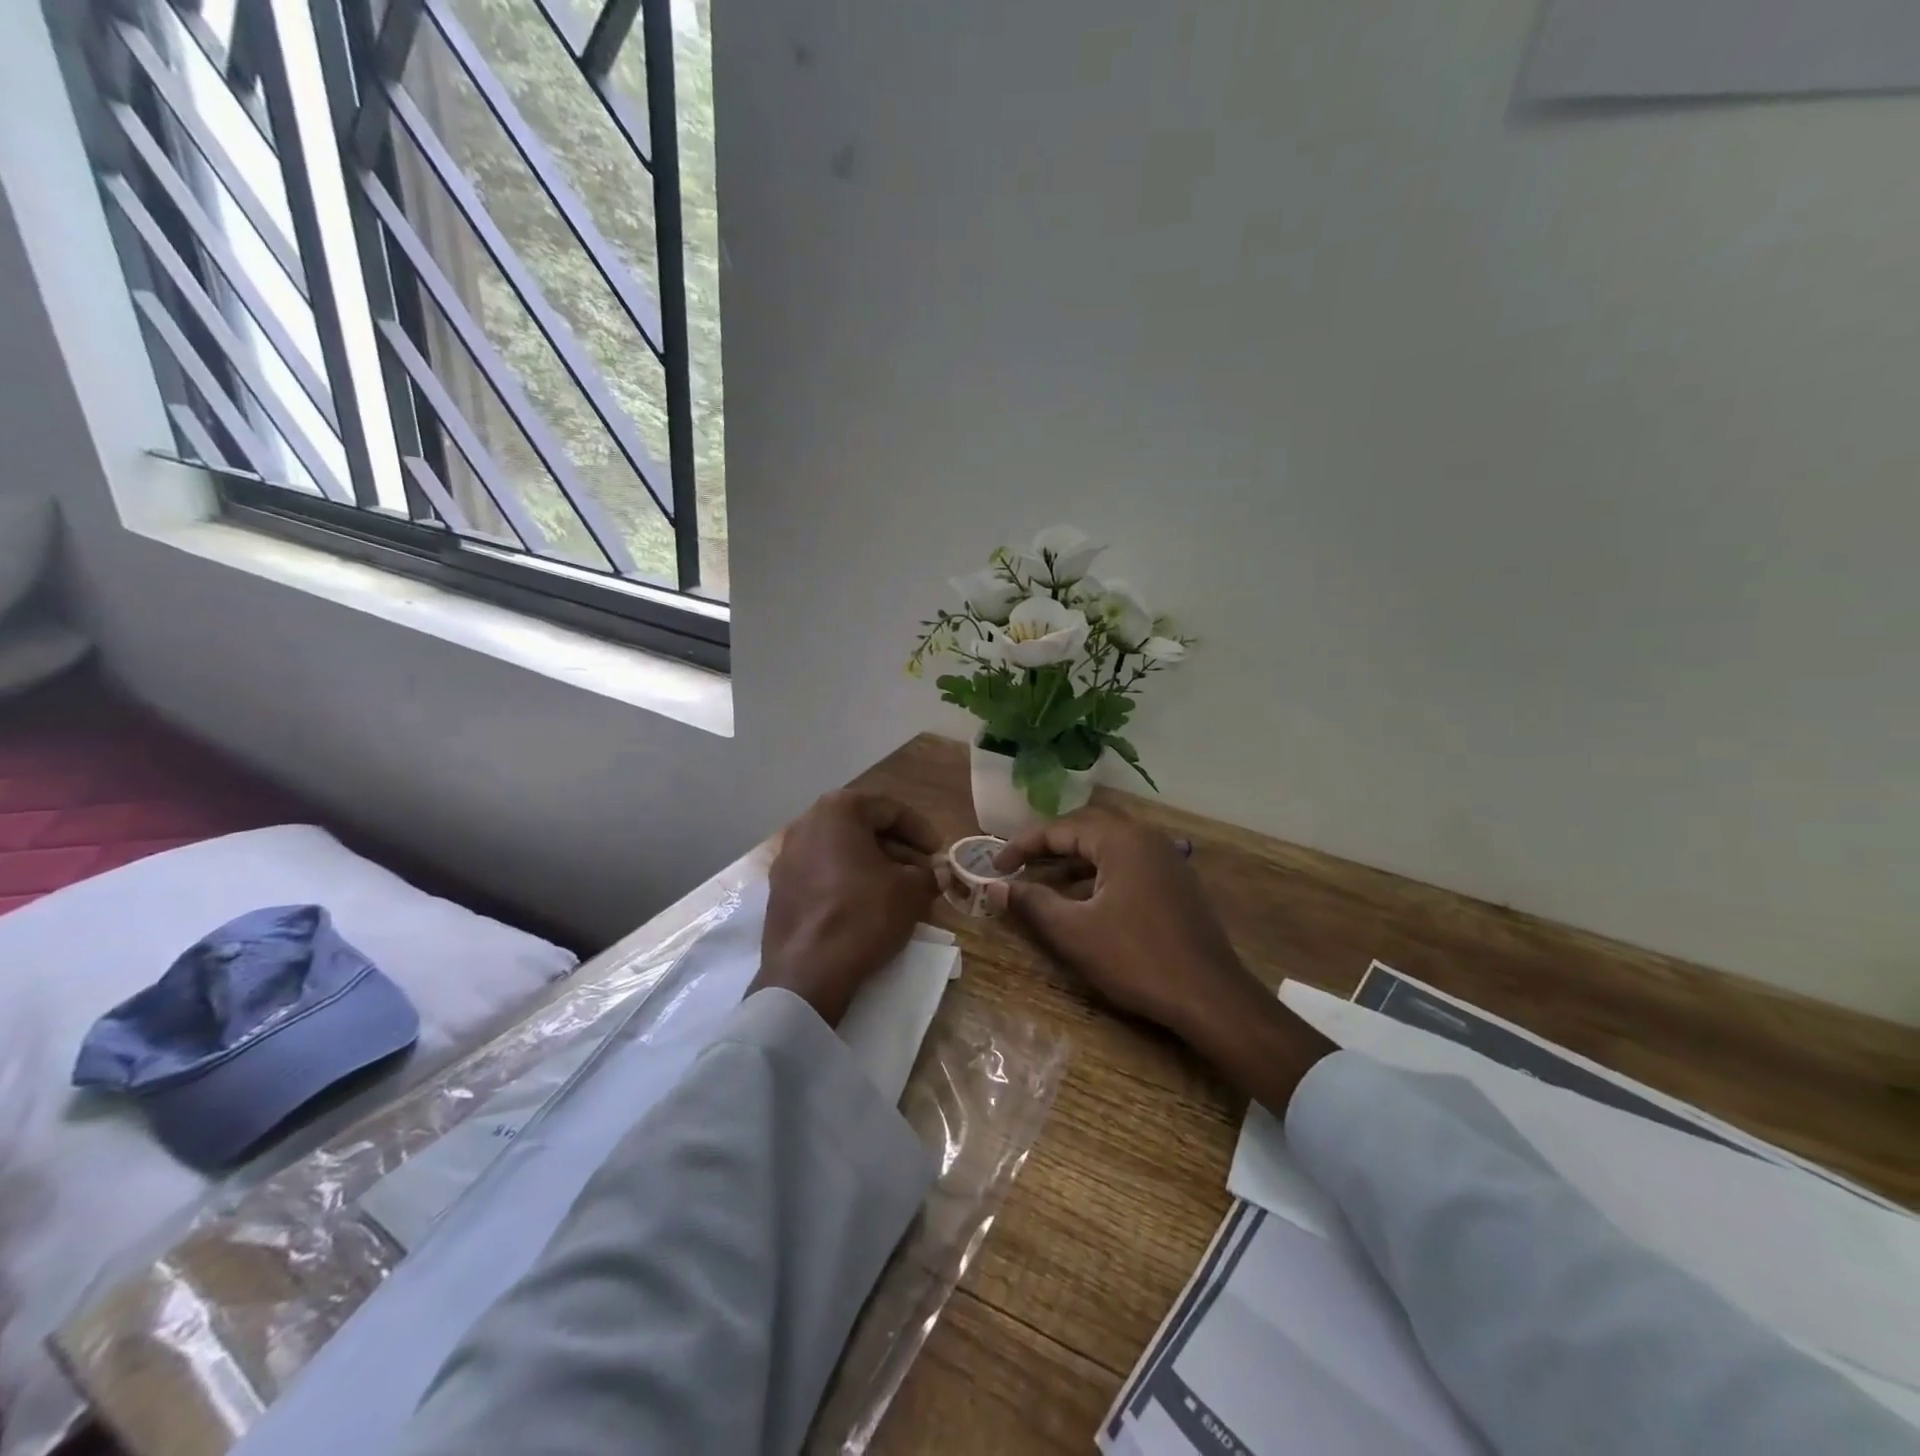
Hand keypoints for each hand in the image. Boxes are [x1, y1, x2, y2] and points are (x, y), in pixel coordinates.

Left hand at [753, 791, 940, 1025]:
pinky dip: (849, 882)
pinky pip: (823, 874)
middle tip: (923, 872)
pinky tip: (870, 906)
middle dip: (897, 848)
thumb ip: (928, 874)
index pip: (889, 809)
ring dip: (874, 865)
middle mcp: (806, 824)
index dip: (920, 830)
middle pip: (863, 828)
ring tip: (901, 890)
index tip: (938, 852)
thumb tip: (936, 874)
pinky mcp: (780, 889)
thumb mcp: (911, 891)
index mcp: (837, 811)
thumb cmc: (863, 915)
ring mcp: (787, 857)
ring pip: (842, 852)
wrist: (806, 973)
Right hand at [988, 808, 1261, 1042]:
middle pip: (1086, 830)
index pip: (1061, 828)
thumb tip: (994, 886)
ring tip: (1042, 885)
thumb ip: (1031, 903)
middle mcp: (1146, 838)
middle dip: (1048, 848)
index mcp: (1122, 839)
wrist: (1210, 997)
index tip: (995, 866)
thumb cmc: (1137, 959)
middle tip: (1016, 867)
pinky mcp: (1176, 883)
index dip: (1023, 845)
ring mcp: (1166, 860)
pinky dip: (1098, 877)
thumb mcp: (1074, 932)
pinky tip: (1083, 902)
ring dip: (1072, 864)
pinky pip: (1127, 866)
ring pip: (1108, 850)